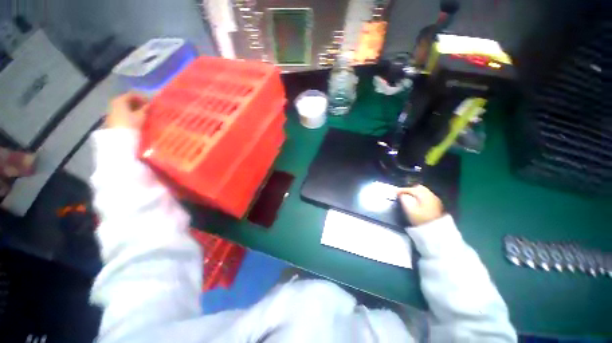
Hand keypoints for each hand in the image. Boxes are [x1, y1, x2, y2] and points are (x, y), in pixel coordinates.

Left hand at [105, 93, 148, 129]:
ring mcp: (112, 110)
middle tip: (145, 107)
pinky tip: (134, 117)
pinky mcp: (112, 117)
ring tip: (141, 113)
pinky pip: (121, 111)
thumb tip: (149, 104)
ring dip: (132, 108)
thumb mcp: (141, 115)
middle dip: (136, 103)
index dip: (141, 97)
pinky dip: (128, 112)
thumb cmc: (131, 124)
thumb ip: (145, 108)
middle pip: (126, 100)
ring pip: (124, 106)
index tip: (149, 102)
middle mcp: (114, 102)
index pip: (132, 94)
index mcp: (120, 99)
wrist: (120, 137)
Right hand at [397, 185, 443, 225]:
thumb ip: (404, 199)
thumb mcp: (409, 209)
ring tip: (408, 198)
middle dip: (409, 190)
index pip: (410, 189)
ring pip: (423, 192)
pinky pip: (427, 197)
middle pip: (418, 188)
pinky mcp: (437, 205)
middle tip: (402, 194)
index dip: (401, 190)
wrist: (437, 230)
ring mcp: (435, 200)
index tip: (394, 192)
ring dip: (415, 194)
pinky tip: (417, 203)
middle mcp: (430, 195)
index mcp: (423, 194)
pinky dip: (420, 198)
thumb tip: (402, 195)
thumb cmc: (421, 219)